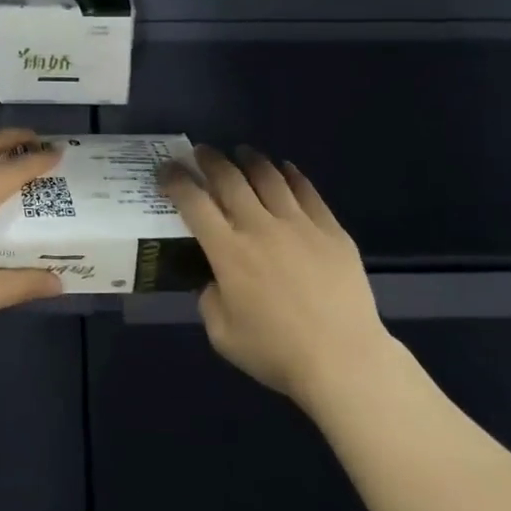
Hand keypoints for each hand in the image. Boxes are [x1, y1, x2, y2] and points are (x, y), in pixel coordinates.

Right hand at [160, 145, 394, 408]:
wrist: (343, 359)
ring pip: (269, 177)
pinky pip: (307, 191)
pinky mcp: (330, 229)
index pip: (193, 203)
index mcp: (228, 252)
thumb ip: (209, 300)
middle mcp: (259, 227)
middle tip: (201, 151)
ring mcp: (298, 224)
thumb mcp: (222, 335)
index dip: (175, 180)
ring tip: (242, 152)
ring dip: (250, 159)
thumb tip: (214, 280)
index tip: (166, 168)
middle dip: (210, 159)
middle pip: (230, 179)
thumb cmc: (276, 352)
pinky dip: (292, 174)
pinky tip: (285, 168)